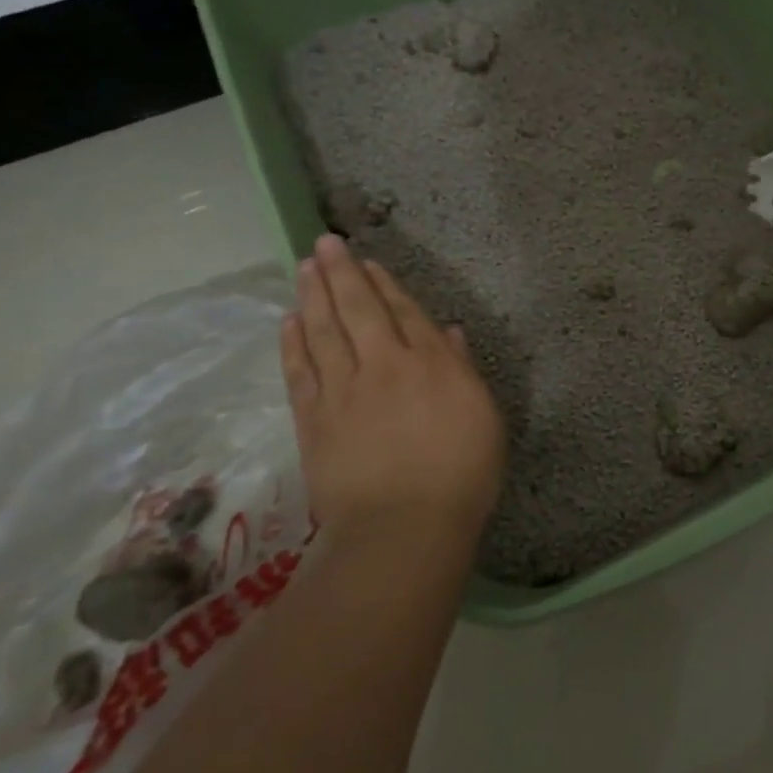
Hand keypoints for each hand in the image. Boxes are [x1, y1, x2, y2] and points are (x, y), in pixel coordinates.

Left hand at [282, 236, 506, 537]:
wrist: (403, 528)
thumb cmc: (461, 474)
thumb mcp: (483, 416)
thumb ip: (462, 370)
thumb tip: (448, 333)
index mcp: (430, 363)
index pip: (404, 312)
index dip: (385, 284)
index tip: (367, 261)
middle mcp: (383, 366)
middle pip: (358, 310)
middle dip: (341, 274)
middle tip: (324, 243)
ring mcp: (343, 391)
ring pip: (323, 331)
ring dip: (312, 296)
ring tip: (303, 268)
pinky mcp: (314, 420)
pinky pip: (300, 371)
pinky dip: (292, 343)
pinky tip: (288, 322)